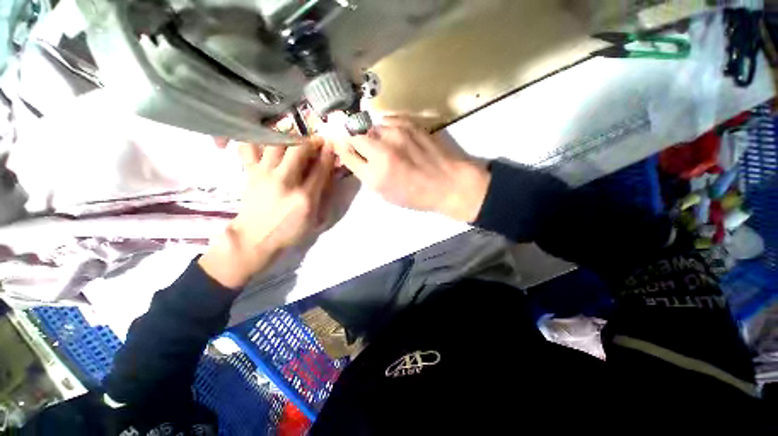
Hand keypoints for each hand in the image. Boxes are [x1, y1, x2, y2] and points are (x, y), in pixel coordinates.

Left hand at [200, 139, 337, 288]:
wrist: (255, 238)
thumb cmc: (289, 231)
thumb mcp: (314, 218)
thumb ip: (322, 194)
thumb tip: (328, 173)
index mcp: (304, 197)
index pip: (320, 169)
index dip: (328, 154)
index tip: (331, 145)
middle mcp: (285, 181)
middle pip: (298, 150)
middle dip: (311, 141)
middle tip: (316, 140)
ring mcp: (265, 175)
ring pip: (276, 144)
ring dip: (289, 137)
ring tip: (296, 138)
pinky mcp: (250, 173)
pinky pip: (249, 148)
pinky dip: (256, 140)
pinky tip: (266, 140)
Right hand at [334, 117, 490, 221]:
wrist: (449, 183)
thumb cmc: (417, 196)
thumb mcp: (387, 194)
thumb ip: (368, 176)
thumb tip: (358, 158)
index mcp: (375, 175)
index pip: (347, 155)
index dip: (343, 150)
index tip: (343, 148)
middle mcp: (382, 151)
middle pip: (354, 135)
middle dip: (354, 140)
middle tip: (360, 145)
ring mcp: (397, 134)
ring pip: (371, 126)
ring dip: (372, 134)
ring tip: (382, 143)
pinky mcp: (410, 124)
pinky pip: (388, 119)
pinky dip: (386, 127)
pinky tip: (393, 136)